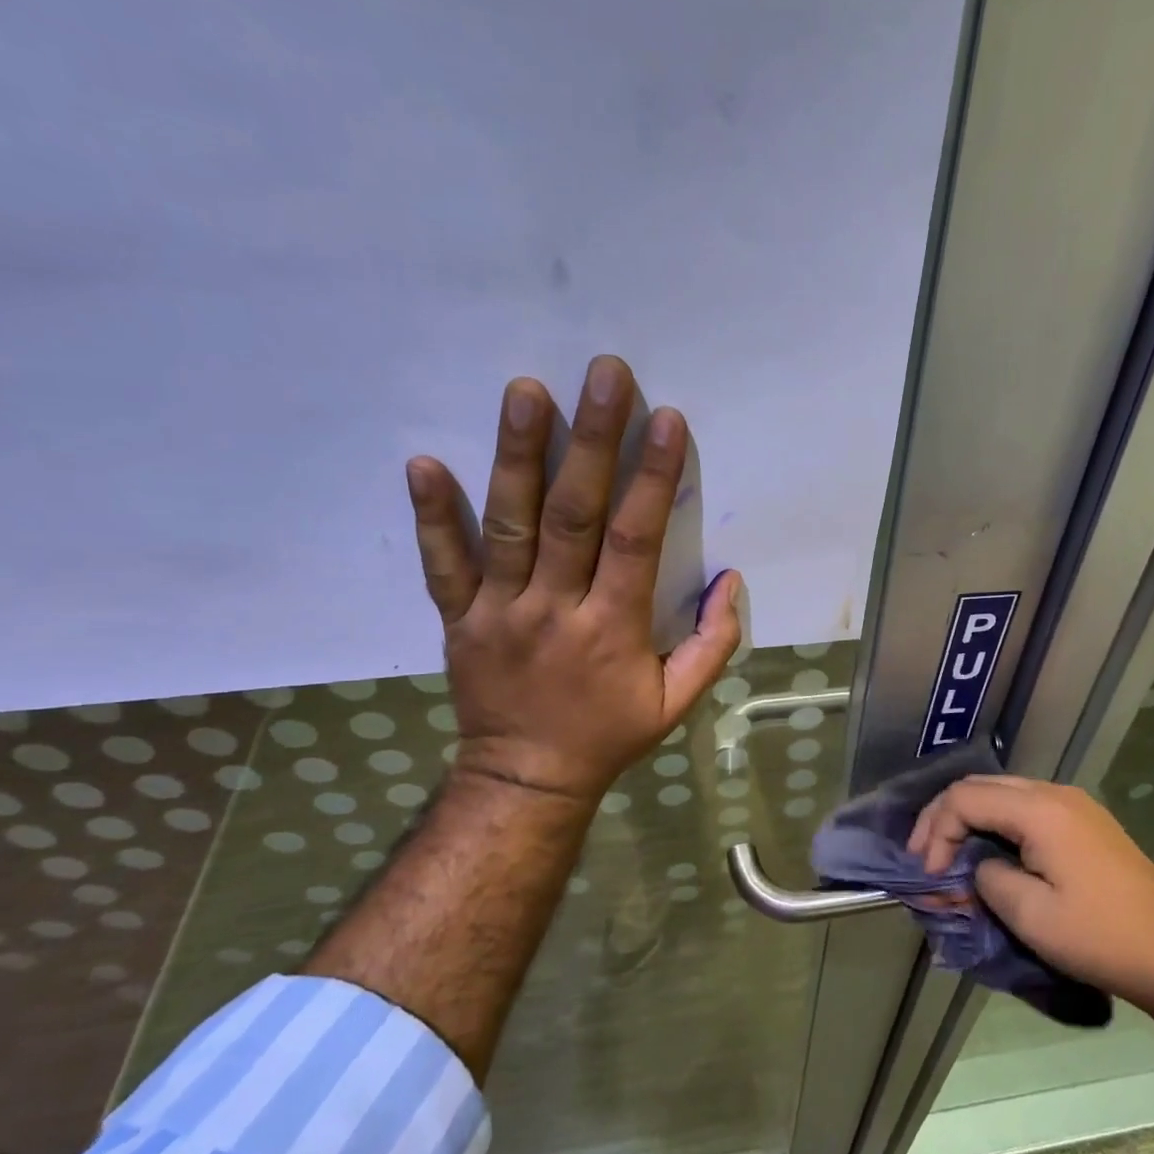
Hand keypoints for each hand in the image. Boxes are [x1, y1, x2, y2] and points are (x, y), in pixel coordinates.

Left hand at [402, 354, 742, 806]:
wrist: (527, 778)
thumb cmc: (609, 735)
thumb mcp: (677, 703)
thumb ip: (712, 644)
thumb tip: (730, 581)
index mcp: (612, 628)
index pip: (635, 540)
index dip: (653, 478)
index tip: (665, 420)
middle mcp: (554, 608)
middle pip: (573, 515)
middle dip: (592, 441)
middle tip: (603, 375)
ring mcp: (499, 610)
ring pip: (508, 524)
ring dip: (517, 455)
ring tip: (525, 391)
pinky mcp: (459, 618)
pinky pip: (442, 564)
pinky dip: (431, 516)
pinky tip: (423, 462)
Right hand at [909, 774, 1153, 1028]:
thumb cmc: (1102, 937)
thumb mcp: (1030, 915)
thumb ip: (986, 878)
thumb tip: (975, 867)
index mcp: (1040, 808)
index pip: (965, 798)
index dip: (936, 833)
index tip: (930, 877)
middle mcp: (1055, 793)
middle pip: (979, 787)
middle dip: (943, 820)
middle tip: (925, 860)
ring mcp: (1074, 805)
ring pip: (1001, 795)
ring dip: (969, 822)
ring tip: (950, 860)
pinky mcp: (1084, 824)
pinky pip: (1025, 809)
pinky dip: (996, 827)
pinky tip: (989, 856)